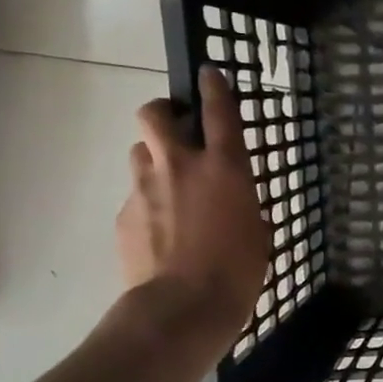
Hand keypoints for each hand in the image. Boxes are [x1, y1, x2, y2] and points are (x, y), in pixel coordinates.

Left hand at [117, 66, 271, 352]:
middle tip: (177, 129)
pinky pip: (135, 195)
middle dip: (164, 113)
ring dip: (154, 159)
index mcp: (224, 168)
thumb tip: (232, 202)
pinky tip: (161, 231)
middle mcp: (180, 166)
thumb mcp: (258, 231)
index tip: (209, 73)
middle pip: (155, 115)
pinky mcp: (124, 215)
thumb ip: (243, 204)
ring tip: (169, 186)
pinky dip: (148, 202)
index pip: (218, 111)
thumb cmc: (238, 271)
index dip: (214, 87)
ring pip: (140, 152)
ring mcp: (145, 188)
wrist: (182, 308)